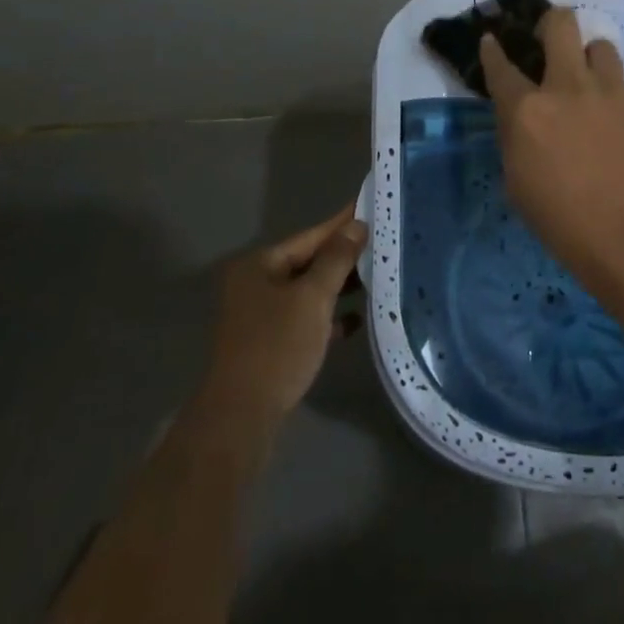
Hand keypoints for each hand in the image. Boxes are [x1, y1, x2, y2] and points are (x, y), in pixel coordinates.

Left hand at [202, 202, 366, 425]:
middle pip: (307, 262)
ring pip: (307, 291)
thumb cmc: (277, 346)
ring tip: (377, 276)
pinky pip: (304, 318)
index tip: (369, 206)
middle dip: (343, 256)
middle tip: (381, 242)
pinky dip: (328, 316)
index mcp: (258, 265)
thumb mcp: (313, 297)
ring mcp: (259, 315)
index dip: (341, 223)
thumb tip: (356, 226)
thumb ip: (336, 259)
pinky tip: (355, 319)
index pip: (309, 236)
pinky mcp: (268, 342)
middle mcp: (255, 284)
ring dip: (338, 286)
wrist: (241, 416)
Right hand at [480, 9, 623, 280]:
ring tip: (598, 89)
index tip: (492, 40)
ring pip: (602, 48)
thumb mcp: (519, 183)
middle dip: (553, 23)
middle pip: (560, 24)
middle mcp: (569, 87)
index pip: (500, 65)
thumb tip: (525, 120)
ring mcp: (614, 91)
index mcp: (527, 110)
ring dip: (594, 64)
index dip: (492, 49)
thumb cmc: (564, 222)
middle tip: (553, 40)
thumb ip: (517, 138)